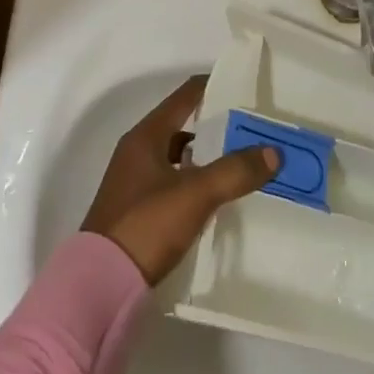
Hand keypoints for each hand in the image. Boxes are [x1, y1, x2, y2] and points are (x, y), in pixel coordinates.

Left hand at [81, 76, 279, 283]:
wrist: (99, 286)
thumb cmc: (145, 226)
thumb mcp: (195, 194)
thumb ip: (235, 171)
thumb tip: (274, 152)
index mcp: (146, 136)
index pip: (185, 97)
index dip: (214, 87)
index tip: (245, 89)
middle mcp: (137, 152)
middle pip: (183, 126)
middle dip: (217, 126)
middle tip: (252, 129)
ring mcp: (135, 182)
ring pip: (178, 157)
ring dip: (207, 157)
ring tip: (242, 163)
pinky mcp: (137, 211)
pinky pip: (174, 183)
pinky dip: (196, 182)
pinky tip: (216, 197)